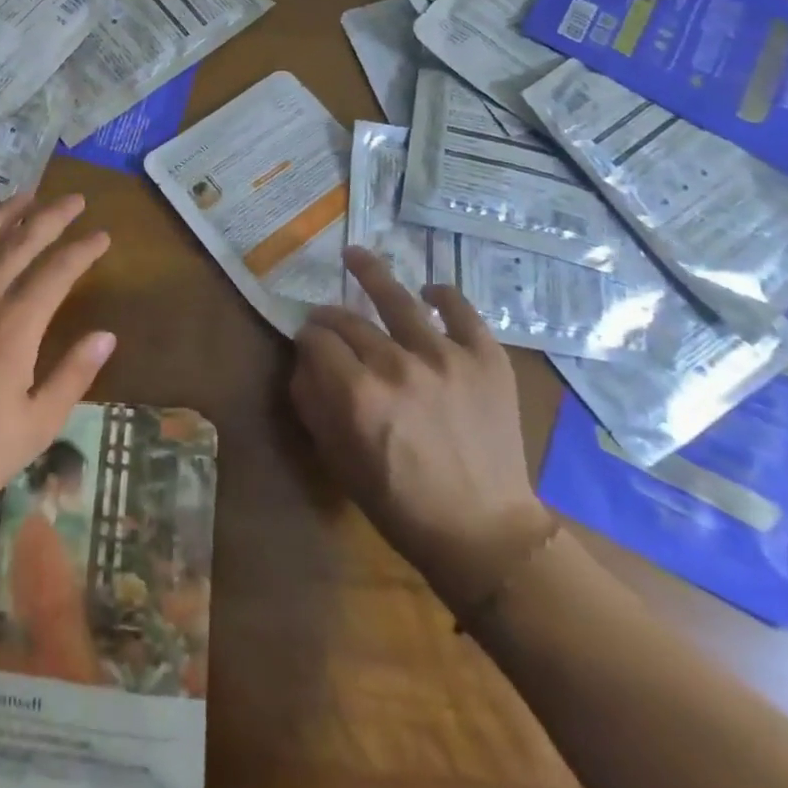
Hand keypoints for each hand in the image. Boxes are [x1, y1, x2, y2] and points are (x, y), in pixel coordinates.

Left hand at [0, 192, 114, 518]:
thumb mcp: (36, 425)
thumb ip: (73, 376)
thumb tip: (106, 336)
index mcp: (14, 328)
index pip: (56, 272)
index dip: (82, 250)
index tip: (102, 236)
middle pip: (20, 244)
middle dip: (51, 216)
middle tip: (75, 200)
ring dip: (7, 214)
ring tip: (28, 195)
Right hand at [291, 246, 551, 615]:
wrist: (484, 533)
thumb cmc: (400, 502)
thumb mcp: (337, 459)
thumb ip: (312, 402)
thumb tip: (302, 361)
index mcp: (356, 392)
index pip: (316, 339)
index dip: (306, 337)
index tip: (308, 343)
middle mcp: (396, 364)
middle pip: (348, 319)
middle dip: (330, 316)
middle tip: (328, 320)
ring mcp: (444, 356)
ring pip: (397, 299)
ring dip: (370, 272)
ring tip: (354, 254)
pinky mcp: (485, 358)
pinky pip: (460, 310)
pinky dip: (442, 295)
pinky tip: (428, 291)